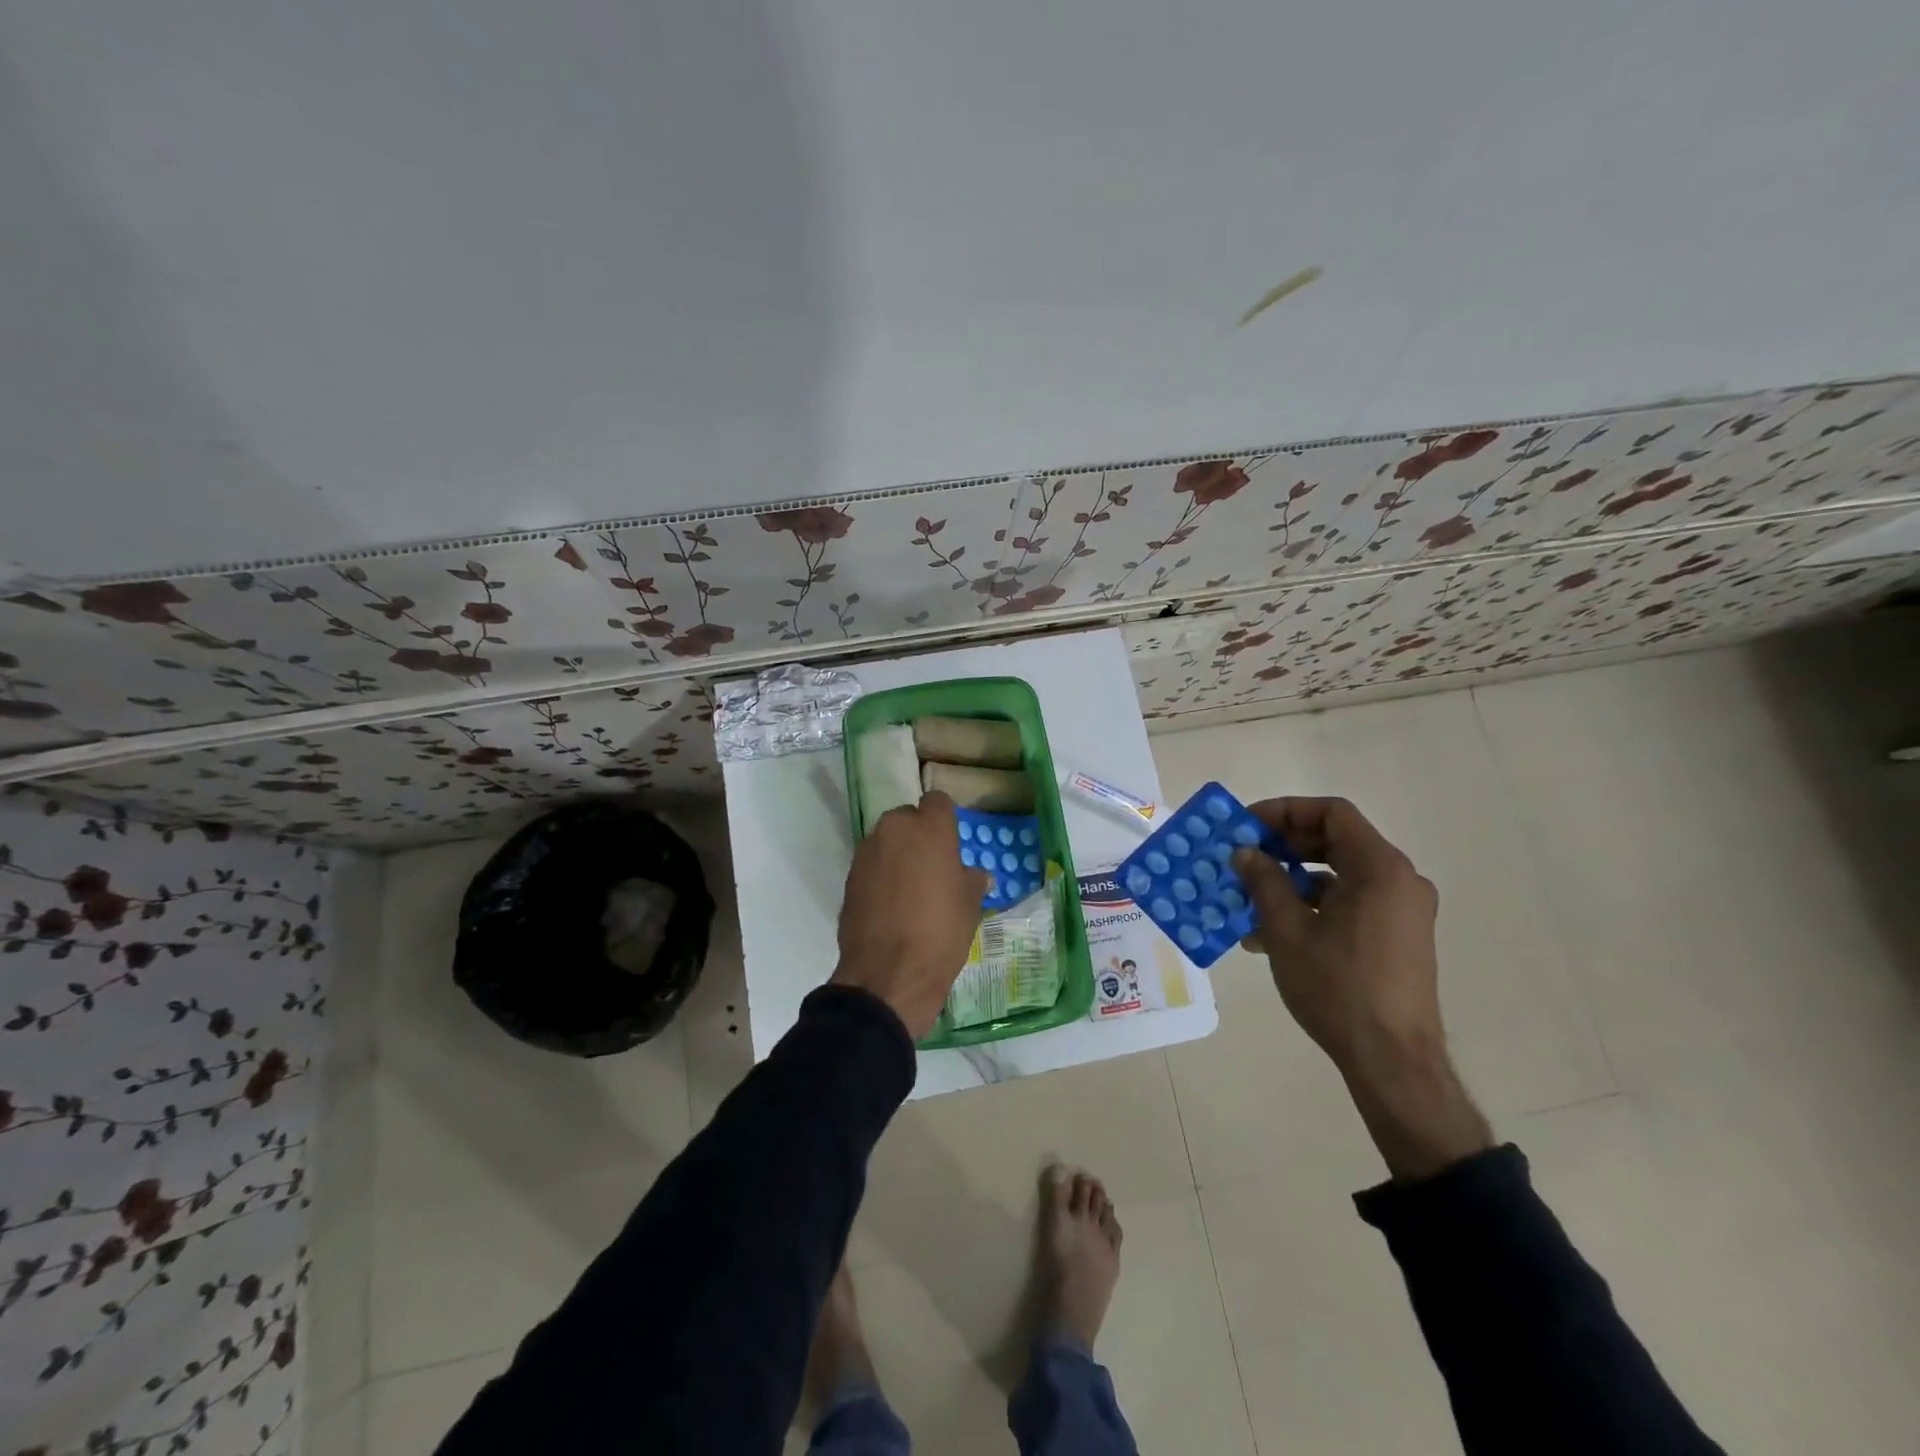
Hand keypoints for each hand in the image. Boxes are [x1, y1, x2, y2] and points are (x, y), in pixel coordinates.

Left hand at [831, 790, 989, 1038]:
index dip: (945, 819)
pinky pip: (871, 865)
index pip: (937, 801)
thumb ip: (972, 880)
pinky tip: (891, 905)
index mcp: (929, 827)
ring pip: (887, 841)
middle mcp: (894, 829)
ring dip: (898, 855)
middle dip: (919, 836)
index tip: (952, 842)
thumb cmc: (940, 932)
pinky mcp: (849, 877)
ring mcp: (867, 852)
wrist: (888, 975)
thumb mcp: (970, 906)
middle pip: (908, 819)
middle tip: (933, 868)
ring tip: (911, 889)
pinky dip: (881, 876)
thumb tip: (975, 875)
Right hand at [1232, 797, 1490, 1178]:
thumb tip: (1244, 852)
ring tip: (1248, 901)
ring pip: (1339, 875)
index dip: (1285, 811)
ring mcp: (1402, 911)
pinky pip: (1350, 903)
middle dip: (1283, 846)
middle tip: (1243, 857)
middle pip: (1336, 841)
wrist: (1393, 1061)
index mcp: (1380, 869)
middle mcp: (1399, 881)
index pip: (1332, 813)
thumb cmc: (1338, 987)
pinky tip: (1271, 934)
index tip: (1247, 825)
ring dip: (1291, 880)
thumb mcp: (1287, 930)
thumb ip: (1264, 881)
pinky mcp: (1397, 937)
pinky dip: (1312, 906)